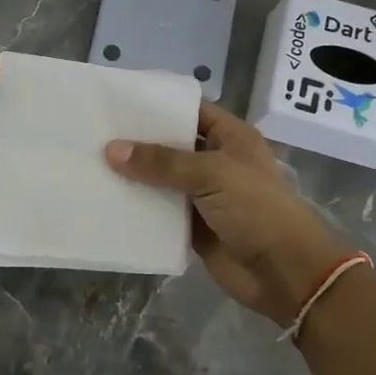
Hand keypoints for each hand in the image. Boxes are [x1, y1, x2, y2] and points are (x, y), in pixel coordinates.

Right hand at [106, 103, 349, 323]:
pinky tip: (107, 200)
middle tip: (96, 132)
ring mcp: (204, 196)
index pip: (192, 111)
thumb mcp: (211, 174)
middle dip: (139, 142)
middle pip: (172, 146)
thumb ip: (161, 162)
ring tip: (91, 163)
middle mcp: (216, 162)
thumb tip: (111, 150)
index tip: (120, 102)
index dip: (160, 106)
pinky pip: (160, 212)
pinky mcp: (193, 227)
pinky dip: (139, 208)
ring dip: (135, 176)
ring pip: (162, 180)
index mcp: (230, 138)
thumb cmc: (256, 209)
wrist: (284, 272)